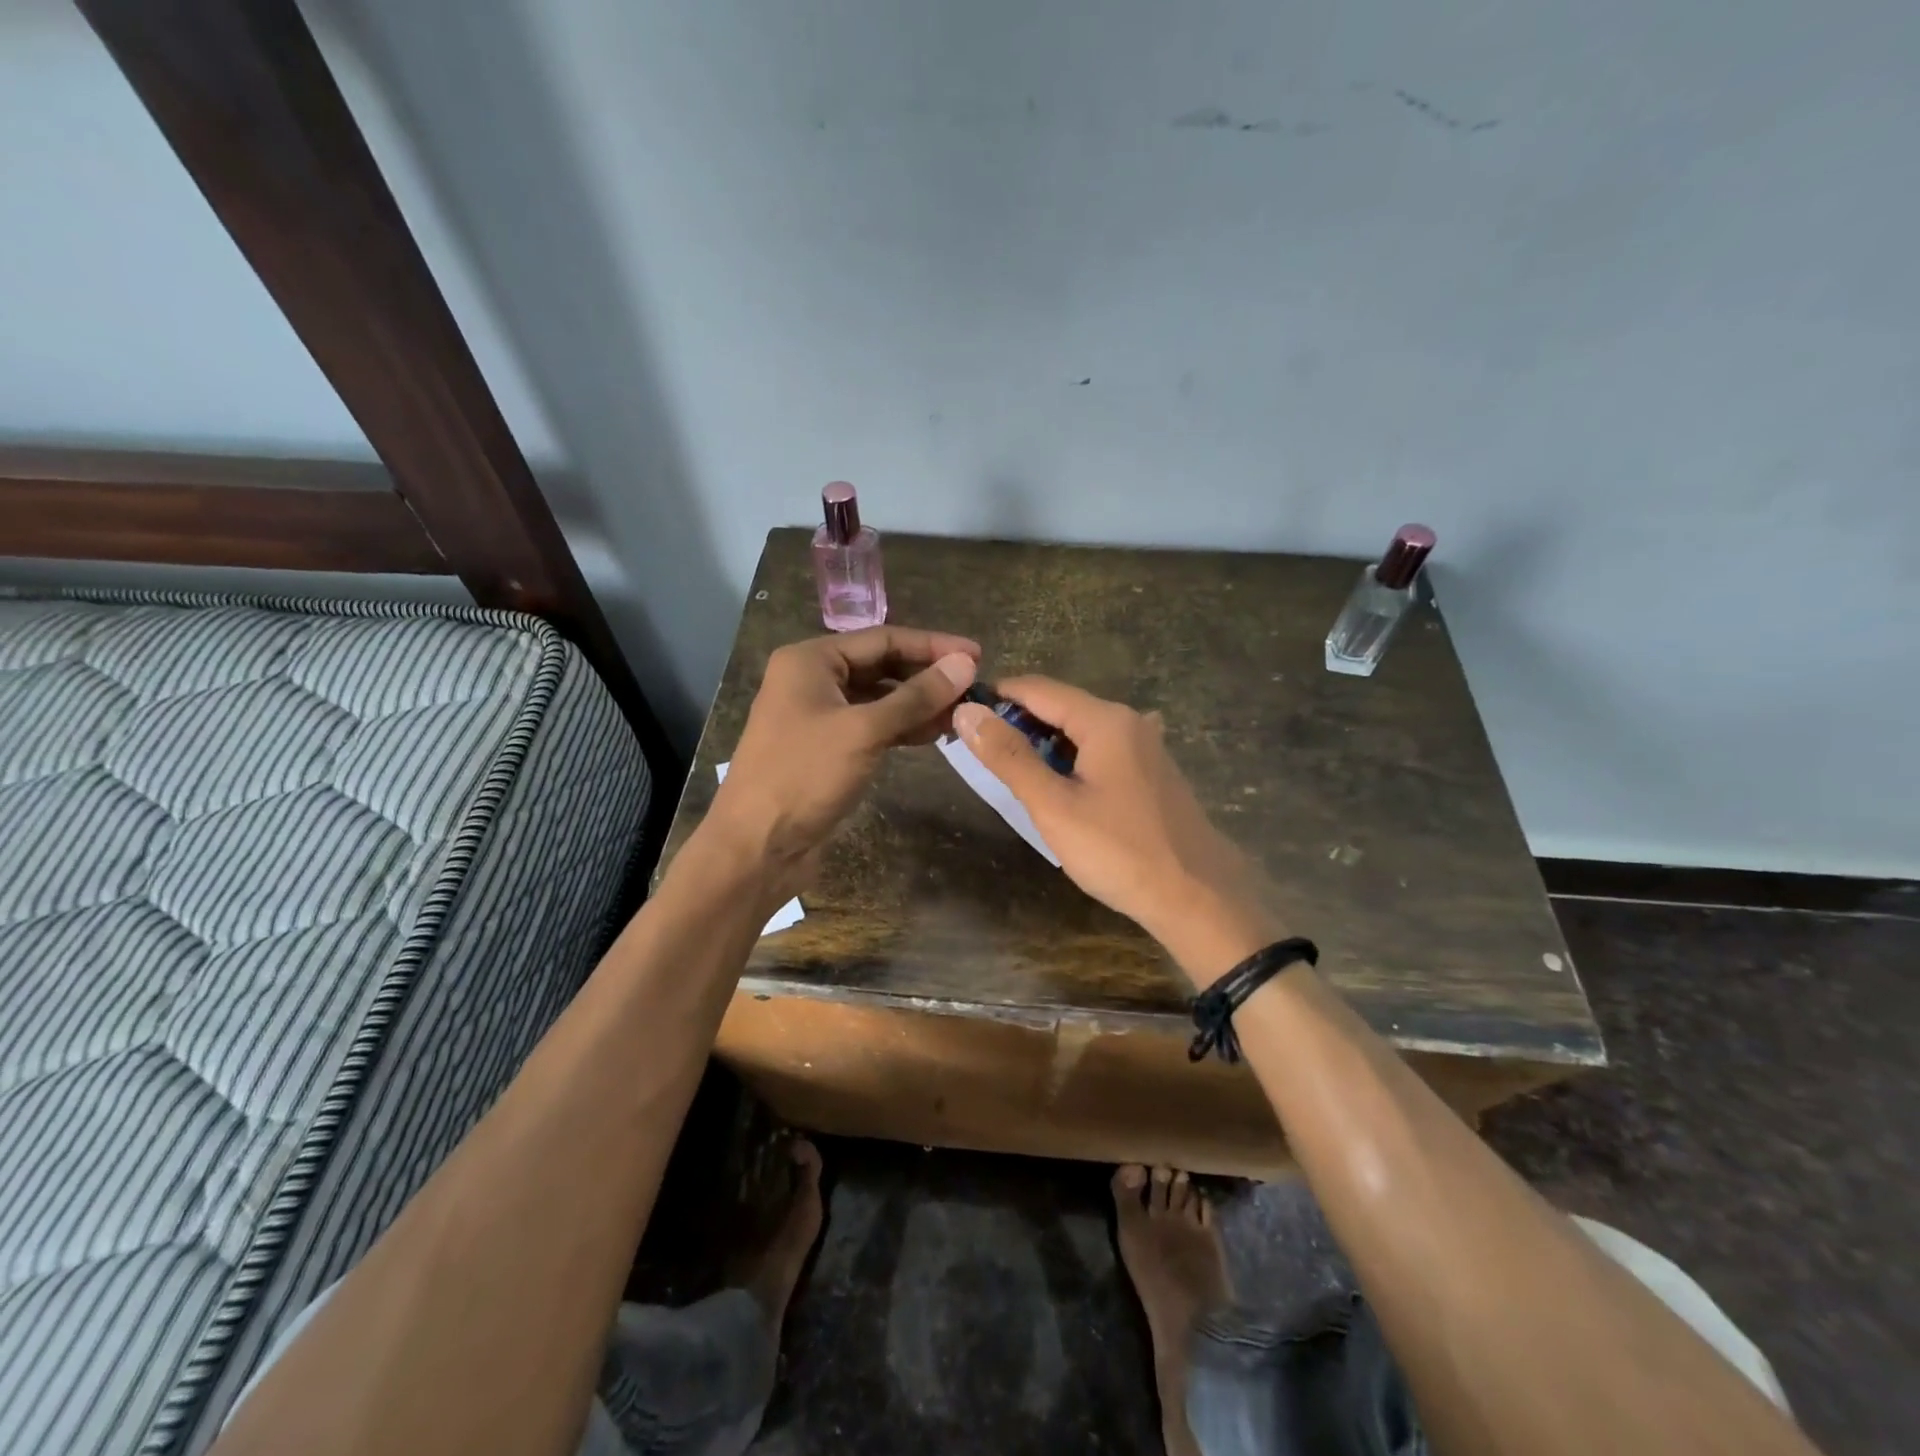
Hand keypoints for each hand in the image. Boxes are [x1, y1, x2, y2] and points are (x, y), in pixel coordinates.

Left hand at [703, 626, 979, 902]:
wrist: (756, 847)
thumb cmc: (804, 776)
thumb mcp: (865, 730)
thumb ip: (917, 696)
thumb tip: (966, 664)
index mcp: (811, 660)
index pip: (883, 639)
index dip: (933, 646)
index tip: (978, 655)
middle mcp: (813, 680)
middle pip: (882, 666)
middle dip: (928, 676)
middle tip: (975, 687)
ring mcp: (819, 716)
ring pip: (880, 699)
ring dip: (920, 704)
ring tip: (964, 713)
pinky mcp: (828, 748)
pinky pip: (873, 726)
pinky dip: (903, 728)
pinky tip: (936, 734)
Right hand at [951, 678, 1284, 985]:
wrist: (1198, 897)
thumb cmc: (1119, 850)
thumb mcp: (1053, 805)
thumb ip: (1009, 756)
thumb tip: (968, 712)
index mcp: (1105, 720)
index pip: (1037, 689)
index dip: (997, 697)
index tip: (962, 718)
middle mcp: (1130, 721)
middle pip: (1061, 707)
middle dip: (1019, 724)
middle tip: (982, 756)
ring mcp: (1147, 747)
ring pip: (1082, 732)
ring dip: (1045, 745)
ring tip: (1014, 775)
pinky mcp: (1154, 773)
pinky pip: (1103, 752)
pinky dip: (1073, 761)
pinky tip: (1062, 788)